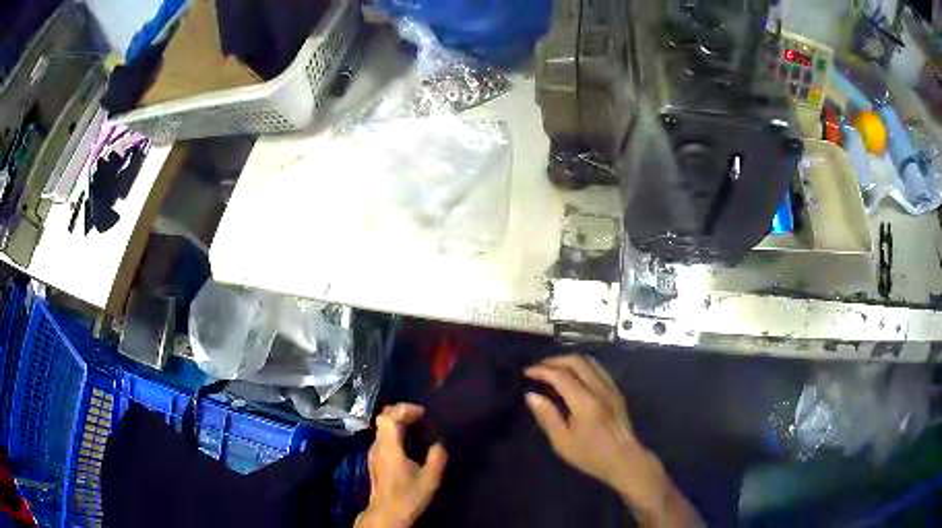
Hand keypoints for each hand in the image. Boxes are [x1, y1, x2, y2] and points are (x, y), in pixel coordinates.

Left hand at [356, 404, 446, 527]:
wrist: (387, 513)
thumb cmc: (408, 496)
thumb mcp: (430, 478)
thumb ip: (437, 456)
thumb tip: (439, 442)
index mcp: (388, 447)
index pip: (387, 417)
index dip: (404, 409)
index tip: (422, 413)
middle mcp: (377, 446)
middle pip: (383, 418)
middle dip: (402, 412)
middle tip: (422, 417)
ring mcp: (374, 453)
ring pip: (383, 428)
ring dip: (400, 422)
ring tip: (419, 427)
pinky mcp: (375, 460)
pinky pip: (384, 437)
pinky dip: (397, 433)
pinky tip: (411, 442)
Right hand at [525, 355, 701, 526]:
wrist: (624, 459)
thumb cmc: (590, 455)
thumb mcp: (562, 442)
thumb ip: (547, 416)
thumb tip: (531, 395)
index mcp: (585, 402)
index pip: (560, 375)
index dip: (541, 370)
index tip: (526, 373)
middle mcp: (599, 388)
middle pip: (576, 361)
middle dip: (554, 360)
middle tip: (538, 369)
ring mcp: (611, 387)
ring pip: (589, 361)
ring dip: (568, 361)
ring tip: (552, 370)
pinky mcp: (616, 390)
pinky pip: (597, 368)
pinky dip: (581, 366)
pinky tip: (572, 376)